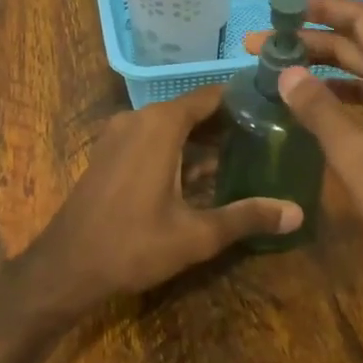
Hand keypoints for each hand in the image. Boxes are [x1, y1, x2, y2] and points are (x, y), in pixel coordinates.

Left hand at [28, 86, 302, 309]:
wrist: (65, 267)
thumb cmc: (133, 245)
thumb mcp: (197, 235)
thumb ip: (248, 217)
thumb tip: (297, 213)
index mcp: (161, 124)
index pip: (212, 96)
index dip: (244, 100)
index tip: (276, 108)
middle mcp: (139, 118)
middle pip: (193, 109)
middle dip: (228, 123)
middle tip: (269, 137)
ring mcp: (119, 133)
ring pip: (171, 125)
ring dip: (203, 138)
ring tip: (244, 155)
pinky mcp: (110, 151)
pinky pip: (152, 138)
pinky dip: (178, 148)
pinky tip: (203, 174)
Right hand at [245, 0, 362, 287]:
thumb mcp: (360, 158)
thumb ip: (320, 111)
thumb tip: (285, 72)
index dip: (321, 8)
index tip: (280, 6)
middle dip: (313, 40)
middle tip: (263, 45)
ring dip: (327, 67)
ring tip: (281, 68)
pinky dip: (345, 93)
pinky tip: (315, 102)